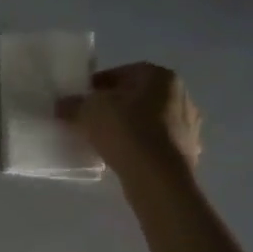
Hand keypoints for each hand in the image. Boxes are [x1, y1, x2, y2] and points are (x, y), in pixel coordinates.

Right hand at [65, 62, 202, 179]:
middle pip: (136, 96)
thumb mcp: (87, 111)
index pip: (120, 73)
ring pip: (148, 119)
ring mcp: (189, 125)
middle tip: (90, 119)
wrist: (158, 178)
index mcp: (160, 76)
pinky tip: (124, 155)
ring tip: (104, 140)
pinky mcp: (188, 151)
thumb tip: (63, 105)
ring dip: (128, 126)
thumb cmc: (125, 131)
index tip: (80, 100)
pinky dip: (141, 145)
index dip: (95, 86)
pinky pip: (157, 142)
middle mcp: (181, 95)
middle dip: (113, 106)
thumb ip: (72, 104)